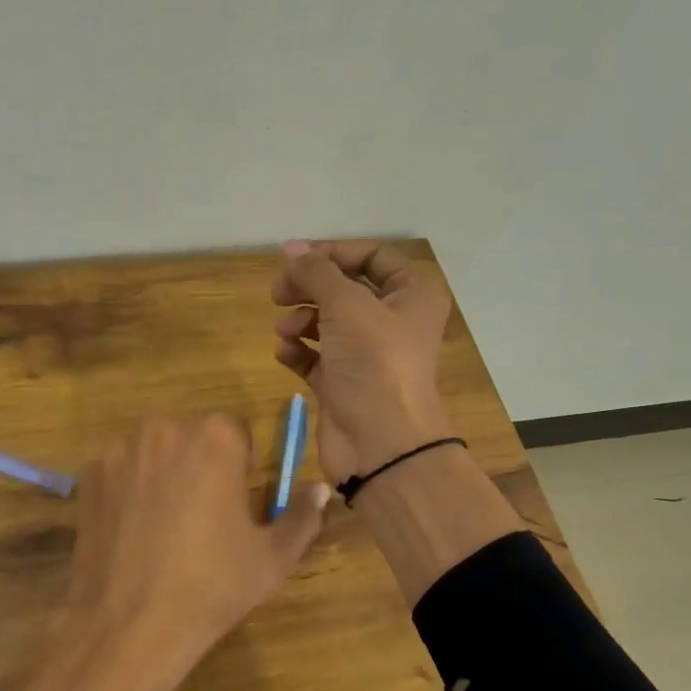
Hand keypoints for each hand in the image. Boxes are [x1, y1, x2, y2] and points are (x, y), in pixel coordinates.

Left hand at [0, 415, 329, 690]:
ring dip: (165, 473)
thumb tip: (320, 488)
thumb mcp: (272, 558)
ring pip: (154, 450)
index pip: (237, 434)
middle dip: (201, 465)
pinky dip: (129, 488)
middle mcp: (163, 428)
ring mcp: (118, 449)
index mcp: (215, 437)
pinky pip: (121, 470)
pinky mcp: (87, 474)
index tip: (235, 506)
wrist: (128, 624)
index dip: (241, 469)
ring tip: (164, 527)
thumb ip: (303, 515)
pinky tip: (132, 532)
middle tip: (202, 518)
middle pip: (192, 436)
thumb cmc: (211, 587)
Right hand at [271, 240, 455, 483]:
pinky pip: (317, 356)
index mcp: (412, 295)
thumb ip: (316, 272)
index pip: (372, 257)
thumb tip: (291, 247)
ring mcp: (368, 355)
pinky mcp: (344, 383)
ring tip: (284, 330)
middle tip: (278, 293)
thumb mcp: (346, 305)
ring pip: (328, 323)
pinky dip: (299, 351)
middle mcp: (394, 321)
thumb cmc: (374, 362)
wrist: (380, 443)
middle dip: (310, 288)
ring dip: (300, 320)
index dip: (333, 253)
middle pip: (345, 289)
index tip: (296, 260)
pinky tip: (285, 353)